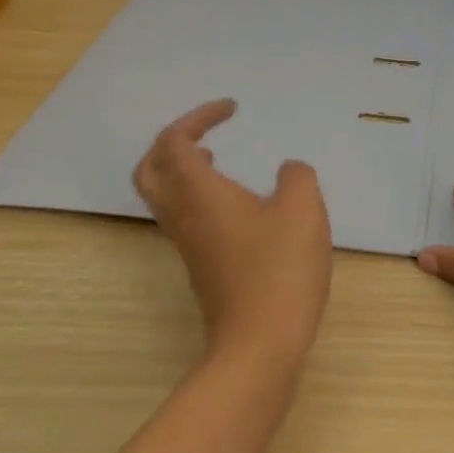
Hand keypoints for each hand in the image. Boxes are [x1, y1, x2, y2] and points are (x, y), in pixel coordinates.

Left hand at [133, 99, 332, 365]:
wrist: (259, 343)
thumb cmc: (279, 269)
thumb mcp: (303, 210)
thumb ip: (296, 178)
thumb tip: (287, 171)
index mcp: (199, 192)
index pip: (175, 141)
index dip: (198, 117)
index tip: (233, 110)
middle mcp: (183, 215)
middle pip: (150, 169)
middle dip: (172, 142)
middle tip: (204, 132)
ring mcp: (188, 245)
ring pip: (163, 196)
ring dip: (182, 169)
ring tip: (216, 158)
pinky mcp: (201, 267)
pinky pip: (184, 217)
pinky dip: (198, 195)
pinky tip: (236, 203)